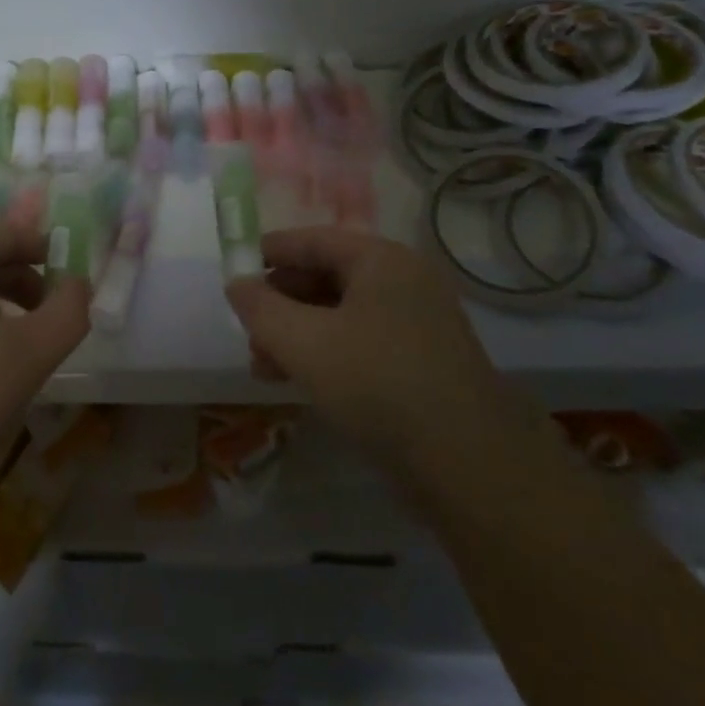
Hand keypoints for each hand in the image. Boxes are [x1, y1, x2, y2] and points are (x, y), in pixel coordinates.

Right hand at [224, 227, 521, 480]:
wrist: (470, 465)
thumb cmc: (379, 384)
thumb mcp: (305, 343)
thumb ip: (261, 309)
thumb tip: (237, 284)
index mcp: (381, 260)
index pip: (312, 240)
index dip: (269, 253)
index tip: (234, 272)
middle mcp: (403, 282)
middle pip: (325, 277)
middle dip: (280, 304)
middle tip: (248, 332)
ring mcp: (417, 324)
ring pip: (340, 315)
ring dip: (297, 334)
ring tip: (262, 366)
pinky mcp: (422, 363)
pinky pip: (360, 343)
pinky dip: (325, 354)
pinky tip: (298, 382)